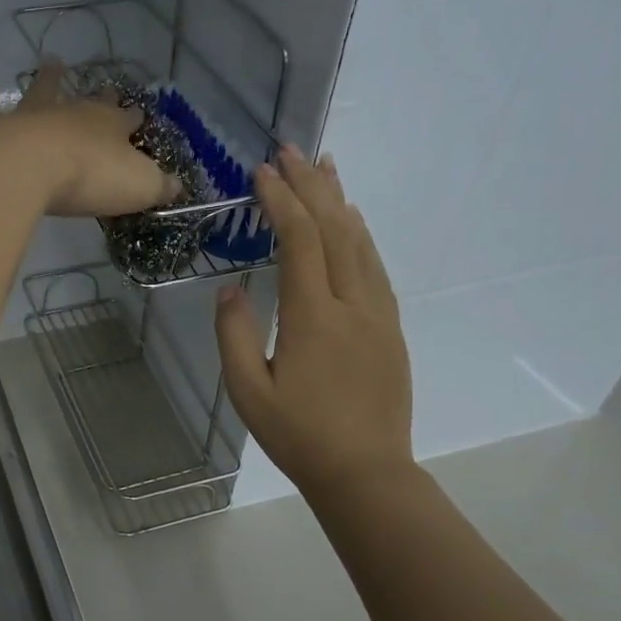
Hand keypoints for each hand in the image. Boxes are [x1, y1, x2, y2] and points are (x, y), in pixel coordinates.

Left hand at [0, 59, 177, 217]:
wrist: (28, 168)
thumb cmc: (89, 177)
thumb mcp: (138, 187)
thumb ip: (158, 186)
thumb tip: (177, 186)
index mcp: (108, 126)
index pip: (126, 120)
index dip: (133, 119)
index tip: (138, 116)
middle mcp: (71, 113)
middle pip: (87, 101)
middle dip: (99, 95)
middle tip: (104, 84)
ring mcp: (32, 116)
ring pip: (42, 91)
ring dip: (48, 80)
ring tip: (51, 63)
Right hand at [214, 146, 415, 501]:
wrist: (366, 472)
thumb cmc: (298, 436)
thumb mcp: (248, 393)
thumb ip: (234, 336)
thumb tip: (230, 288)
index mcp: (313, 318)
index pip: (300, 241)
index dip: (281, 200)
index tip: (261, 171)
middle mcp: (352, 304)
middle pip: (335, 229)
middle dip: (310, 185)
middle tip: (291, 148)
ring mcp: (378, 314)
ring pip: (361, 242)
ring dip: (340, 200)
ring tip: (323, 167)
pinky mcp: (390, 328)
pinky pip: (376, 267)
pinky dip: (361, 234)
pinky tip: (352, 220)